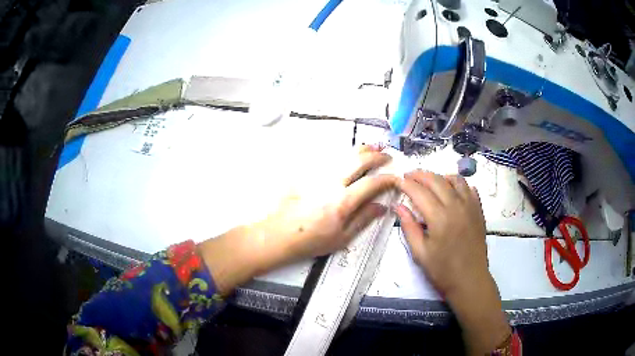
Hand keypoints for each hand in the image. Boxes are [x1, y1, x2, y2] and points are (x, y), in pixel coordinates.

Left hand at [199, 145, 396, 294]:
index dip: (387, 179)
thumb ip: (364, 219)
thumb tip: (381, 207)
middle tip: (386, 156)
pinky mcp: (307, 174)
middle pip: (359, 160)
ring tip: (372, 148)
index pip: (372, 183)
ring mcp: (318, 175)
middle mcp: (332, 183)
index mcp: (343, 201)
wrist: (279, 235)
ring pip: (343, 154)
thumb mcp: (342, 237)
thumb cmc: (310, 241)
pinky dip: (342, 155)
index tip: (395, 178)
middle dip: (377, 156)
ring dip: (361, 150)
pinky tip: (347, 155)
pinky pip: (328, 159)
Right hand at [395, 170, 488, 298]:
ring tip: (431, 181)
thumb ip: (409, 227)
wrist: (469, 280)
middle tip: (409, 175)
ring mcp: (470, 207)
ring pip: (456, 180)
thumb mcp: (420, 253)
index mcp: (439, 218)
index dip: (407, 184)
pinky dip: (459, 184)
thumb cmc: (442, 271)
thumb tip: (398, 206)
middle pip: (437, 180)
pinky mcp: (479, 211)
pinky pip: (470, 189)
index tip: (398, 180)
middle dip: (421, 174)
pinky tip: (452, 191)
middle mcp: (456, 206)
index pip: (420, 192)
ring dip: (441, 176)